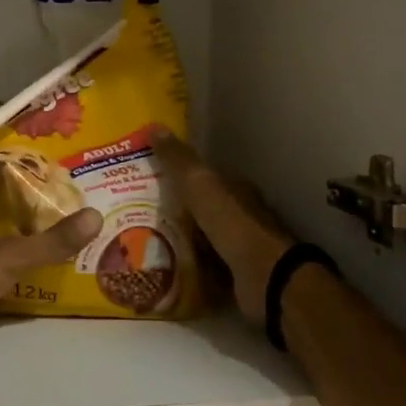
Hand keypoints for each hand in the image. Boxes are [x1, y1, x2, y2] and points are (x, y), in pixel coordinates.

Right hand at [151, 131, 293, 324]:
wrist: (267, 278)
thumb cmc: (234, 226)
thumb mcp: (201, 186)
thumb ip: (179, 161)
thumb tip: (154, 126)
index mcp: (236, 190)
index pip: (205, 178)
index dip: (179, 177)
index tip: (150, 181)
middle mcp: (241, 216)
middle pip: (203, 210)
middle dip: (177, 212)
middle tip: (138, 216)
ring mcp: (240, 249)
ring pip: (203, 240)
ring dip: (181, 242)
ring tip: (144, 245)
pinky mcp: (236, 278)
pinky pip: (205, 269)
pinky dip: (189, 269)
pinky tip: (165, 272)